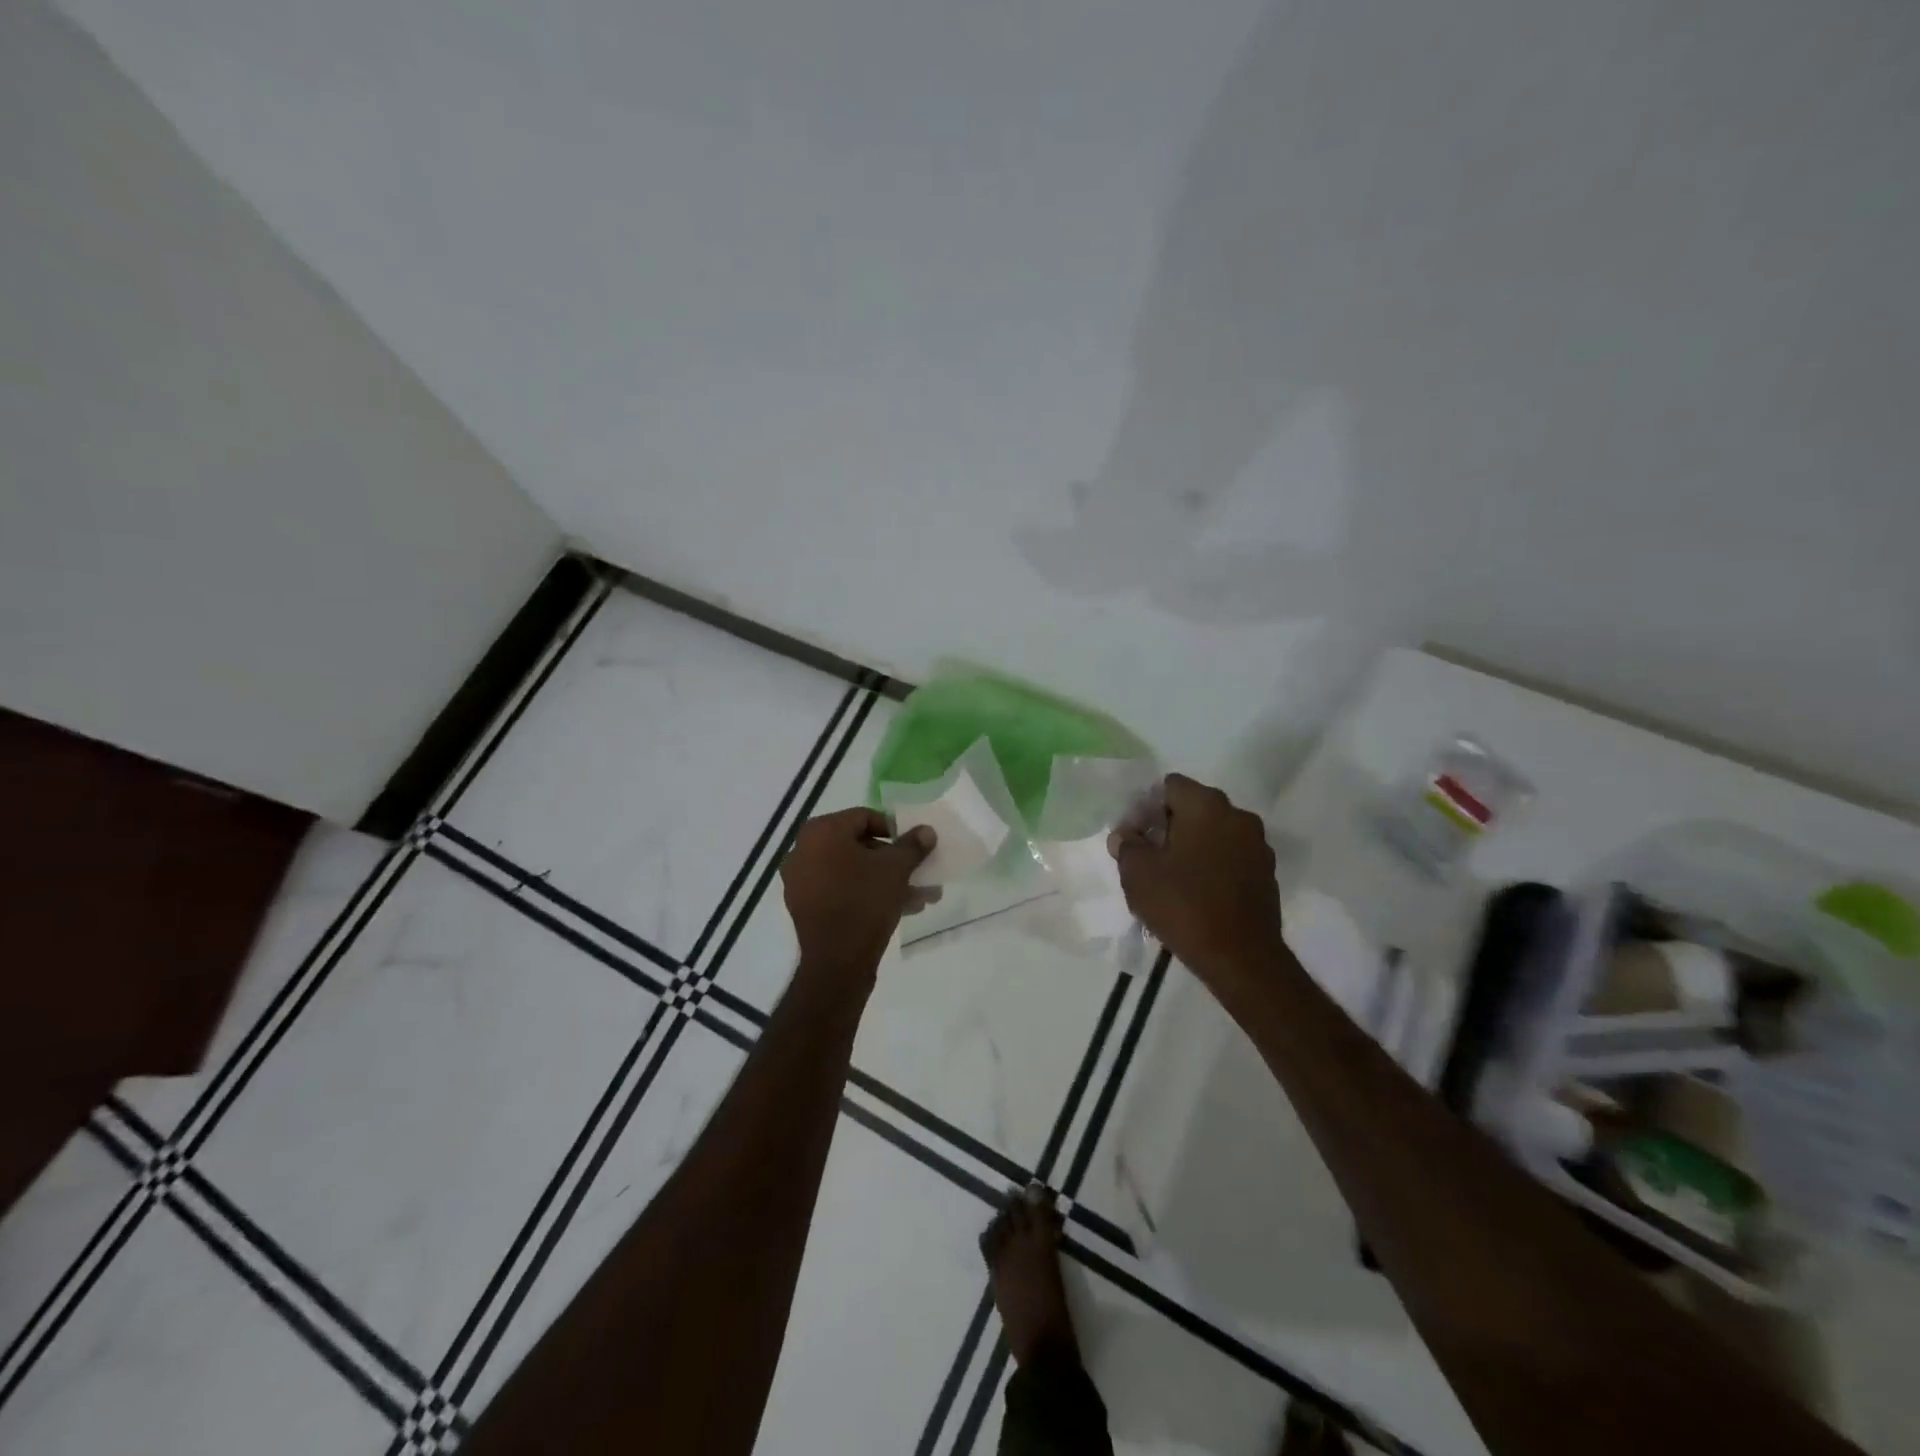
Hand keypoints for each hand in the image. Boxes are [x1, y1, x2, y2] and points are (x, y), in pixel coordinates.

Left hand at [781, 808, 935, 982]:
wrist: (837, 962)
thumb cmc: (865, 902)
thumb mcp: (896, 869)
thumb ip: (912, 845)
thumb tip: (926, 831)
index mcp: (821, 832)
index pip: (864, 817)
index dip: (894, 829)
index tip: (914, 845)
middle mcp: (804, 850)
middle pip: (858, 845)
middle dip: (893, 860)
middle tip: (918, 871)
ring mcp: (802, 881)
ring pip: (853, 872)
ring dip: (886, 880)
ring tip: (919, 896)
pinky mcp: (806, 907)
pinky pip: (842, 891)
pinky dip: (867, 894)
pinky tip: (901, 908)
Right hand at [1108, 774, 1284, 990]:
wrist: (1241, 958)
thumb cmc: (1183, 905)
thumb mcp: (1137, 873)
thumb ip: (1128, 845)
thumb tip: (1127, 835)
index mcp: (1206, 805)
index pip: (1169, 786)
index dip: (1146, 807)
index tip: (1134, 838)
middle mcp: (1237, 815)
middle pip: (1193, 807)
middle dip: (1168, 826)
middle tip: (1148, 857)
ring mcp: (1257, 844)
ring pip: (1214, 832)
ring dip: (1192, 845)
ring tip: (1171, 877)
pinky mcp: (1267, 873)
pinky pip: (1231, 856)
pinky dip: (1213, 865)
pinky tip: (1197, 892)